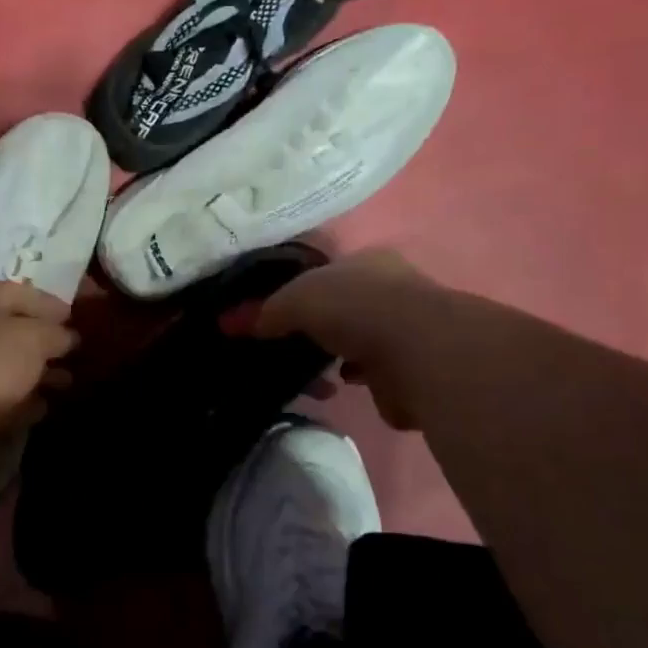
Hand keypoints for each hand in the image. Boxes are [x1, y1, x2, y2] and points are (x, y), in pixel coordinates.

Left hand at [0, 281, 77, 492]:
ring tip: (65, 385)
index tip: (74, 318)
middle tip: (74, 355)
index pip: (20, 292)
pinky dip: (17, 401)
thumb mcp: (32, 339)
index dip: (50, 303)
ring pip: (3, 366)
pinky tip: (40, 409)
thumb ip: (55, 334)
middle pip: (10, 330)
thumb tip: (68, 336)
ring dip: (34, 375)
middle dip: (44, 343)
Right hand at [255, 249, 437, 428]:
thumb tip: (230, 323)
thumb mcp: (295, 299)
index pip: (328, 271)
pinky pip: (375, 375)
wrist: (417, 351)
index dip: (299, 290)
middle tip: (289, 345)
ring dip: (338, 356)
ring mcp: (407, 329)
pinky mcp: (415, 368)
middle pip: (344, 307)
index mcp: (366, 260)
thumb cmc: (353, 307)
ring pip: (360, 342)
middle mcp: (392, 288)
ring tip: (312, 374)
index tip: (276, 314)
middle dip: (318, 327)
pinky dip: (357, 381)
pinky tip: (338, 387)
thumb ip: (265, 311)